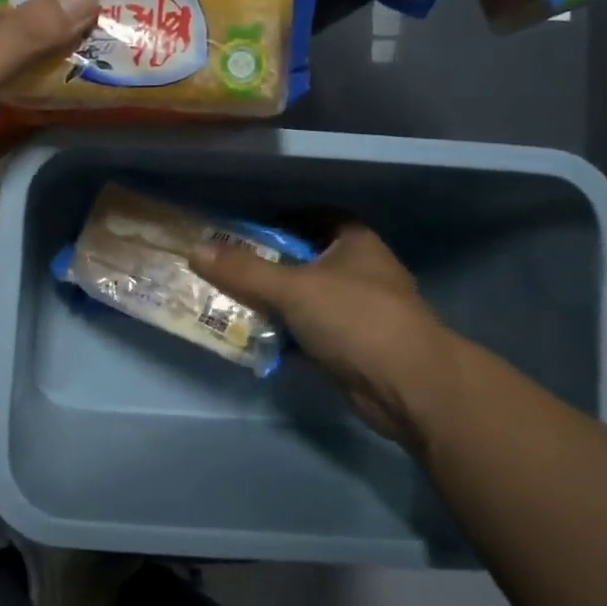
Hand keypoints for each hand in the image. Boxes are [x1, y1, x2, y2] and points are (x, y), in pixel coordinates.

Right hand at [193, 224, 462, 451]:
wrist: (410, 388)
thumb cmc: (356, 319)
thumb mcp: (293, 288)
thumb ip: (244, 270)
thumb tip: (195, 250)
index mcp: (354, 243)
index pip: (314, 217)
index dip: (281, 218)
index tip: (244, 227)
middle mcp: (358, 271)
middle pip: (303, 260)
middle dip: (266, 264)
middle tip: (224, 266)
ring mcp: (357, 312)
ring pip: (304, 299)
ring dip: (271, 302)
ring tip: (227, 300)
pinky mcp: (352, 347)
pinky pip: (307, 332)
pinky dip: (283, 334)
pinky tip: (252, 337)